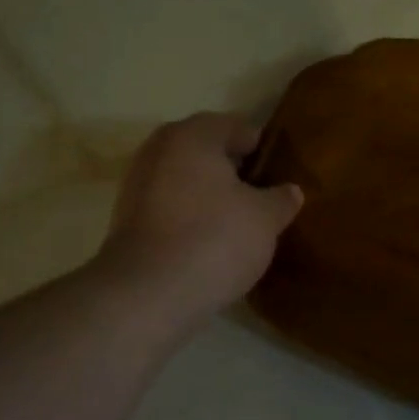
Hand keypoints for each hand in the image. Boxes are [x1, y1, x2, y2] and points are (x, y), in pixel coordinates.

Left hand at [98, 112, 302, 329]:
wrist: (149, 292)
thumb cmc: (215, 240)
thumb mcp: (265, 219)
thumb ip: (281, 199)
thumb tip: (290, 191)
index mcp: (193, 135)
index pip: (237, 127)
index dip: (264, 149)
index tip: (281, 175)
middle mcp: (159, 149)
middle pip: (207, 152)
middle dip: (235, 172)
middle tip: (263, 199)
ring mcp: (138, 184)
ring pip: (186, 181)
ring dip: (211, 196)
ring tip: (240, 224)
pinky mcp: (128, 220)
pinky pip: (171, 207)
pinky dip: (191, 217)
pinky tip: (211, 243)